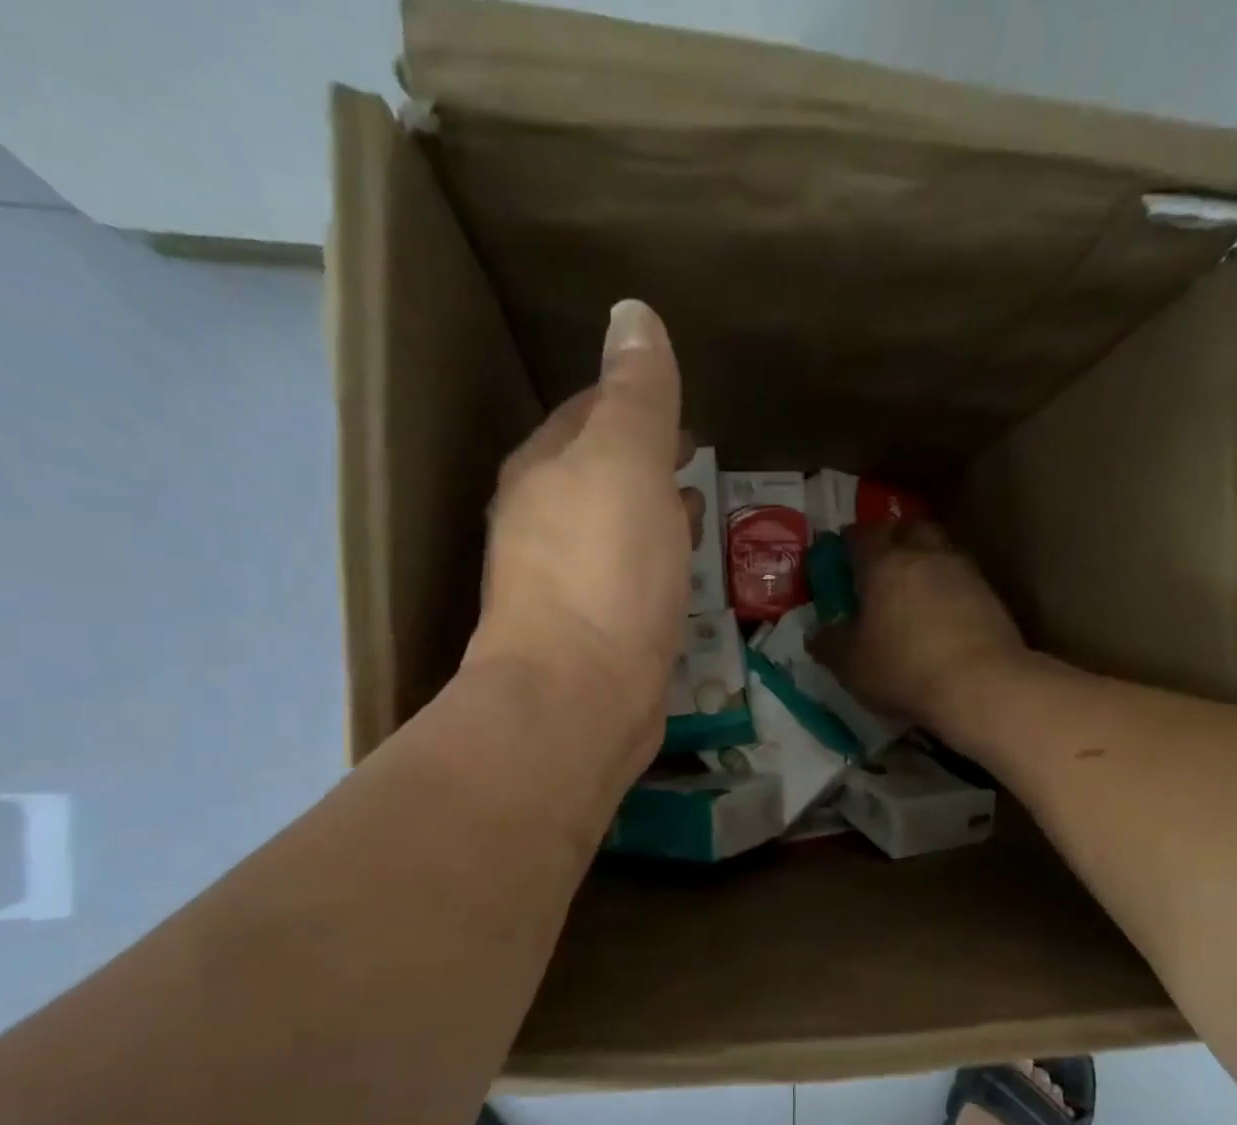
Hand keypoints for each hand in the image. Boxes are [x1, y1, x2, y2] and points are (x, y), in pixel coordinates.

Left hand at [465, 300, 699, 756]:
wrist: (580, 697)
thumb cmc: (604, 570)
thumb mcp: (626, 463)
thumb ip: (635, 393)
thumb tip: (632, 315)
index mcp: (543, 472)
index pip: (586, 414)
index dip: (632, 402)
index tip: (677, 405)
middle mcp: (541, 525)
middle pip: (597, 475)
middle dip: (641, 460)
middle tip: (691, 454)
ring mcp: (565, 587)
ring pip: (613, 531)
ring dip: (650, 514)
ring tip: (694, 510)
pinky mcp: (594, 636)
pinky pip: (629, 581)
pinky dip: (655, 564)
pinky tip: (682, 576)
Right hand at [815, 520, 1026, 729]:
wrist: (982, 686)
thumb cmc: (904, 669)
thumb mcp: (850, 665)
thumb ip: (829, 644)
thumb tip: (817, 633)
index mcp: (884, 565)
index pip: (863, 535)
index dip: (849, 540)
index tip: (841, 551)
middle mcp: (926, 557)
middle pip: (910, 528)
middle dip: (895, 538)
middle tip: (882, 562)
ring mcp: (964, 573)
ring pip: (940, 552)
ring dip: (926, 563)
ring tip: (914, 591)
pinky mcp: (991, 597)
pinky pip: (962, 580)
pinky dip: (949, 589)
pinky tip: (942, 615)